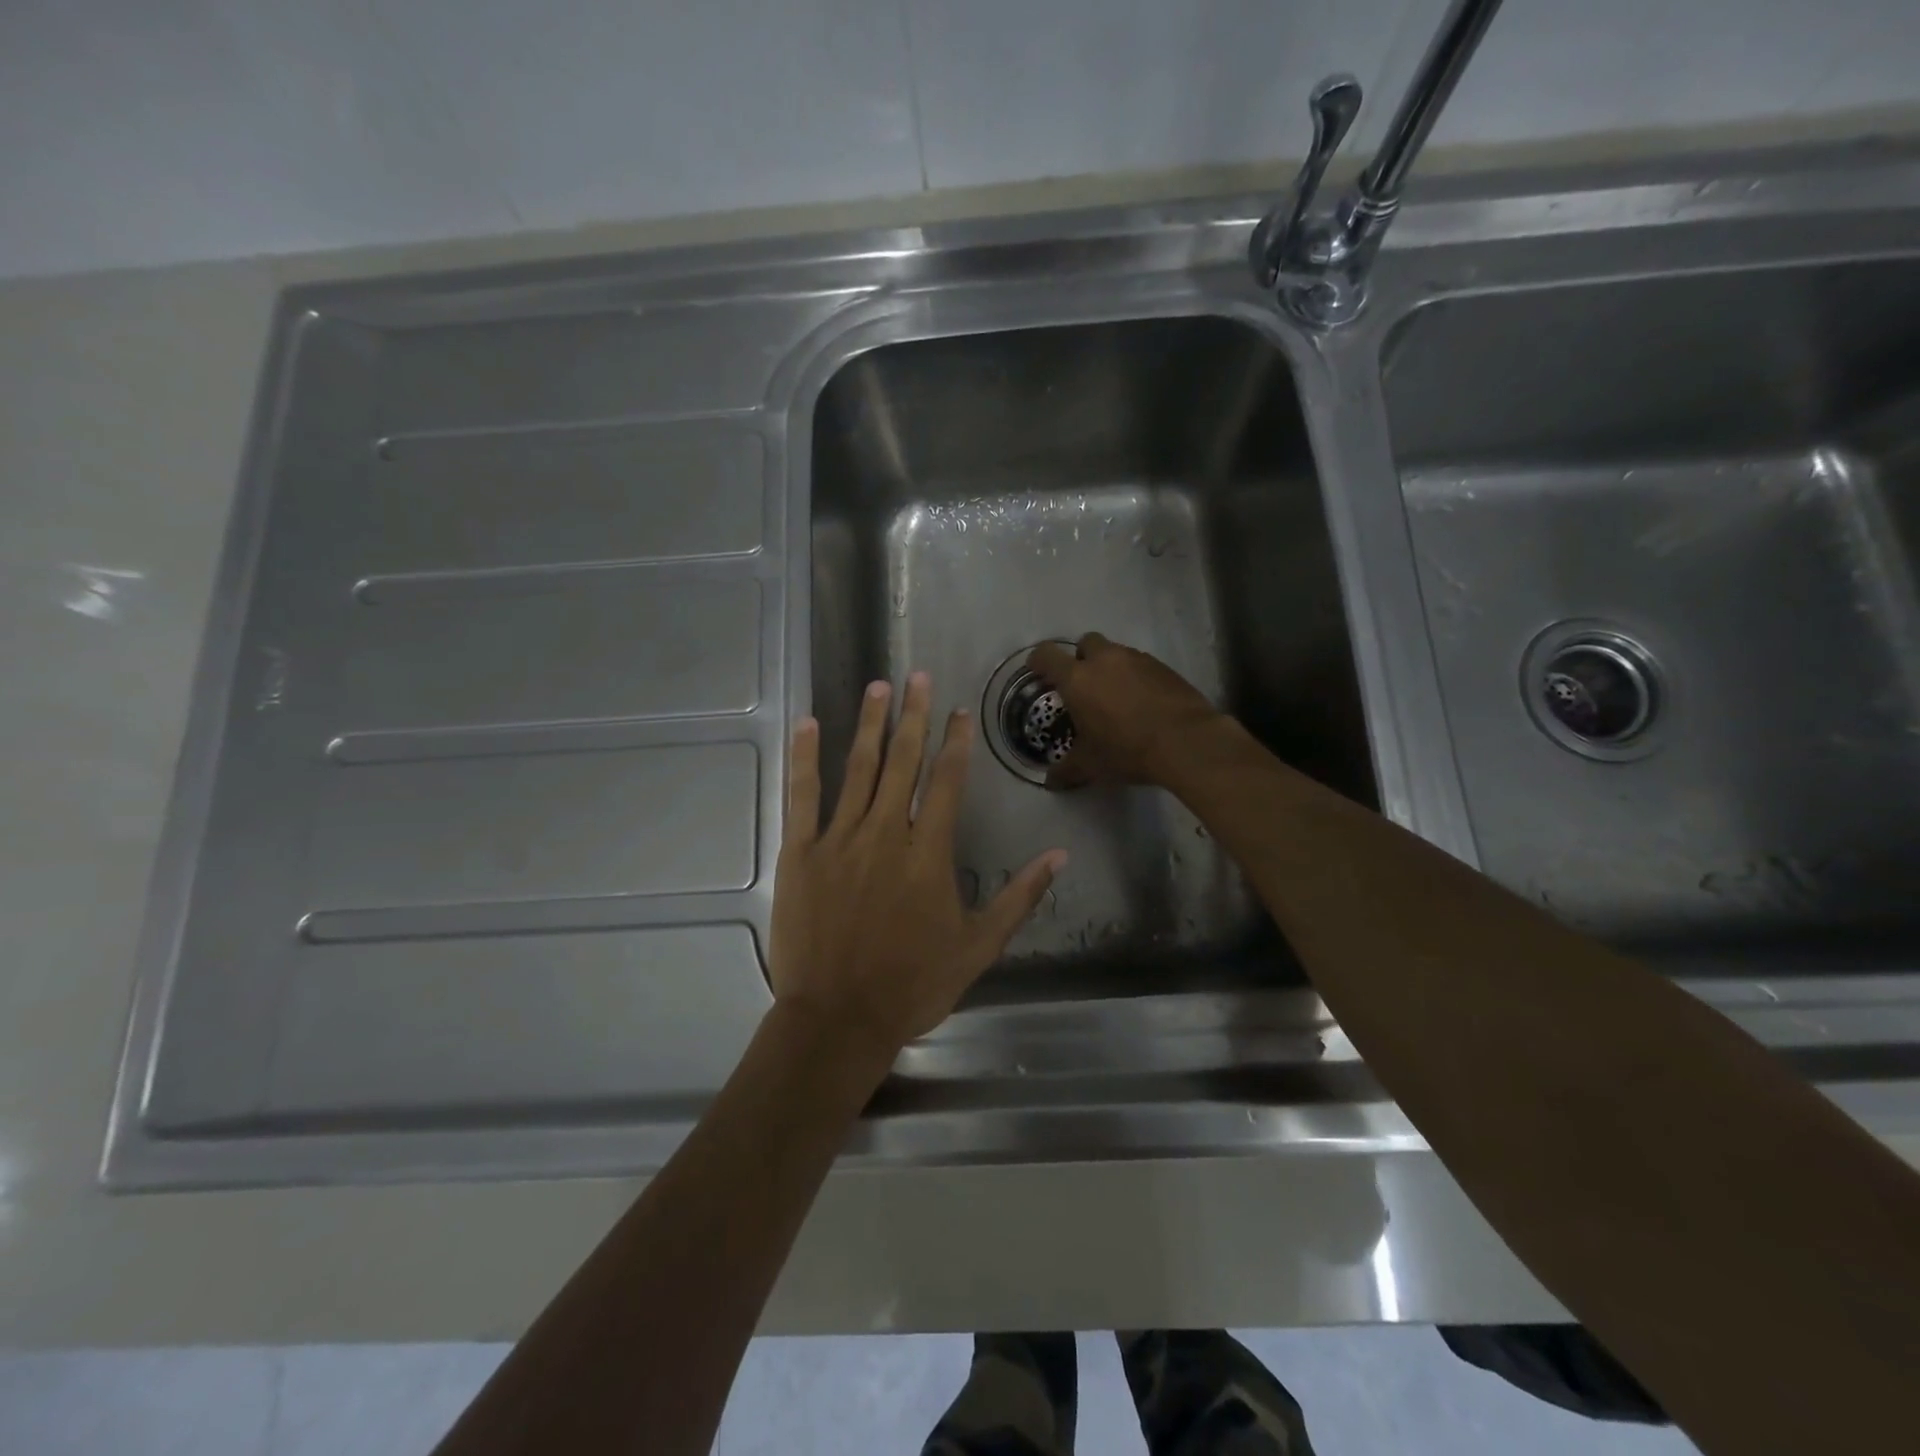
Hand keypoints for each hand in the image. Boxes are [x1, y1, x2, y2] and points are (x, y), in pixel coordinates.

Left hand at [770, 672, 1067, 1061]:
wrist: (839, 1019)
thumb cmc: (913, 985)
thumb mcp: (979, 946)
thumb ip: (1019, 896)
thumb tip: (1060, 855)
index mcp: (928, 853)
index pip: (946, 782)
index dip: (955, 742)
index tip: (958, 710)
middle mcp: (885, 833)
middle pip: (903, 762)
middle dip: (914, 716)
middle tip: (918, 675)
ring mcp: (839, 839)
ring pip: (859, 769)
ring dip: (871, 725)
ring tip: (880, 686)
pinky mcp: (801, 852)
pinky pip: (803, 796)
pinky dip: (806, 758)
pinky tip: (810, 724)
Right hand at [1027, 633, 1221, 788]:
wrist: (1186, 742)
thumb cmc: (1126, 750)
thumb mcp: (1090, 765)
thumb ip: (1066, 770)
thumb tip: (1050, 781)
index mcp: (1077, 678)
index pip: (1047, 655)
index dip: (1038, 661)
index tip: (1037, 672)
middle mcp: (1105, 660)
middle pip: (1085, 642)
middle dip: (1080, 658)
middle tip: (1083, 685)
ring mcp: (1137, 660)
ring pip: (1116, 653)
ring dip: (1111, 668)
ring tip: (1115, 698)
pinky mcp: (1164, 667)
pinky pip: (1141, 665)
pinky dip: (1136, 678)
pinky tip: (1142, 703)